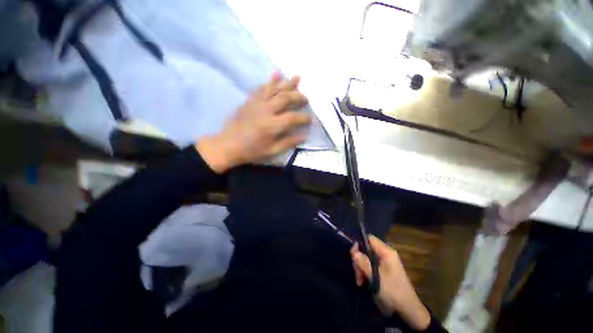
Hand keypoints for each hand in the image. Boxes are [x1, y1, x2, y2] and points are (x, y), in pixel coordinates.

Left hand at [196, 73, 311, 172]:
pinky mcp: (249, 101)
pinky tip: (276, 75)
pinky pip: (261, 88)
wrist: (228, 145)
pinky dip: (270, 81)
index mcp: (272, 125)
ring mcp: (257, 103)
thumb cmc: (251, 151)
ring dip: (287, 83)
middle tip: (306, 98)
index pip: (293, 118)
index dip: (304, 117)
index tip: (311, 119)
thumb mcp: (272, 151)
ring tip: (298, 78)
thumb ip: (288, 142)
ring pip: (275, 89)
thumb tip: (304, 136)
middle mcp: (266, 110)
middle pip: (285, 98)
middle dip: (298, 96)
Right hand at [351, 236, 430, 330]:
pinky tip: (363, 282)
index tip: (353, 256)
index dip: (359, 244)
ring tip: (360, 281)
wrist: (408, 310)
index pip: (369, 239)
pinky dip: (366, 272)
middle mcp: (386, 254)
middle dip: (359, 260)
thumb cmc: (392, 291)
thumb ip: (363, 262)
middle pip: (366, 249)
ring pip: (367, 258)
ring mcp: (386, 262)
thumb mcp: (375, 277)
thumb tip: (353, 251)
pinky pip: (371, 265)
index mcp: (386, 252)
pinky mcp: (385, 270)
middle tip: (358, 274)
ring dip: (361, 268)